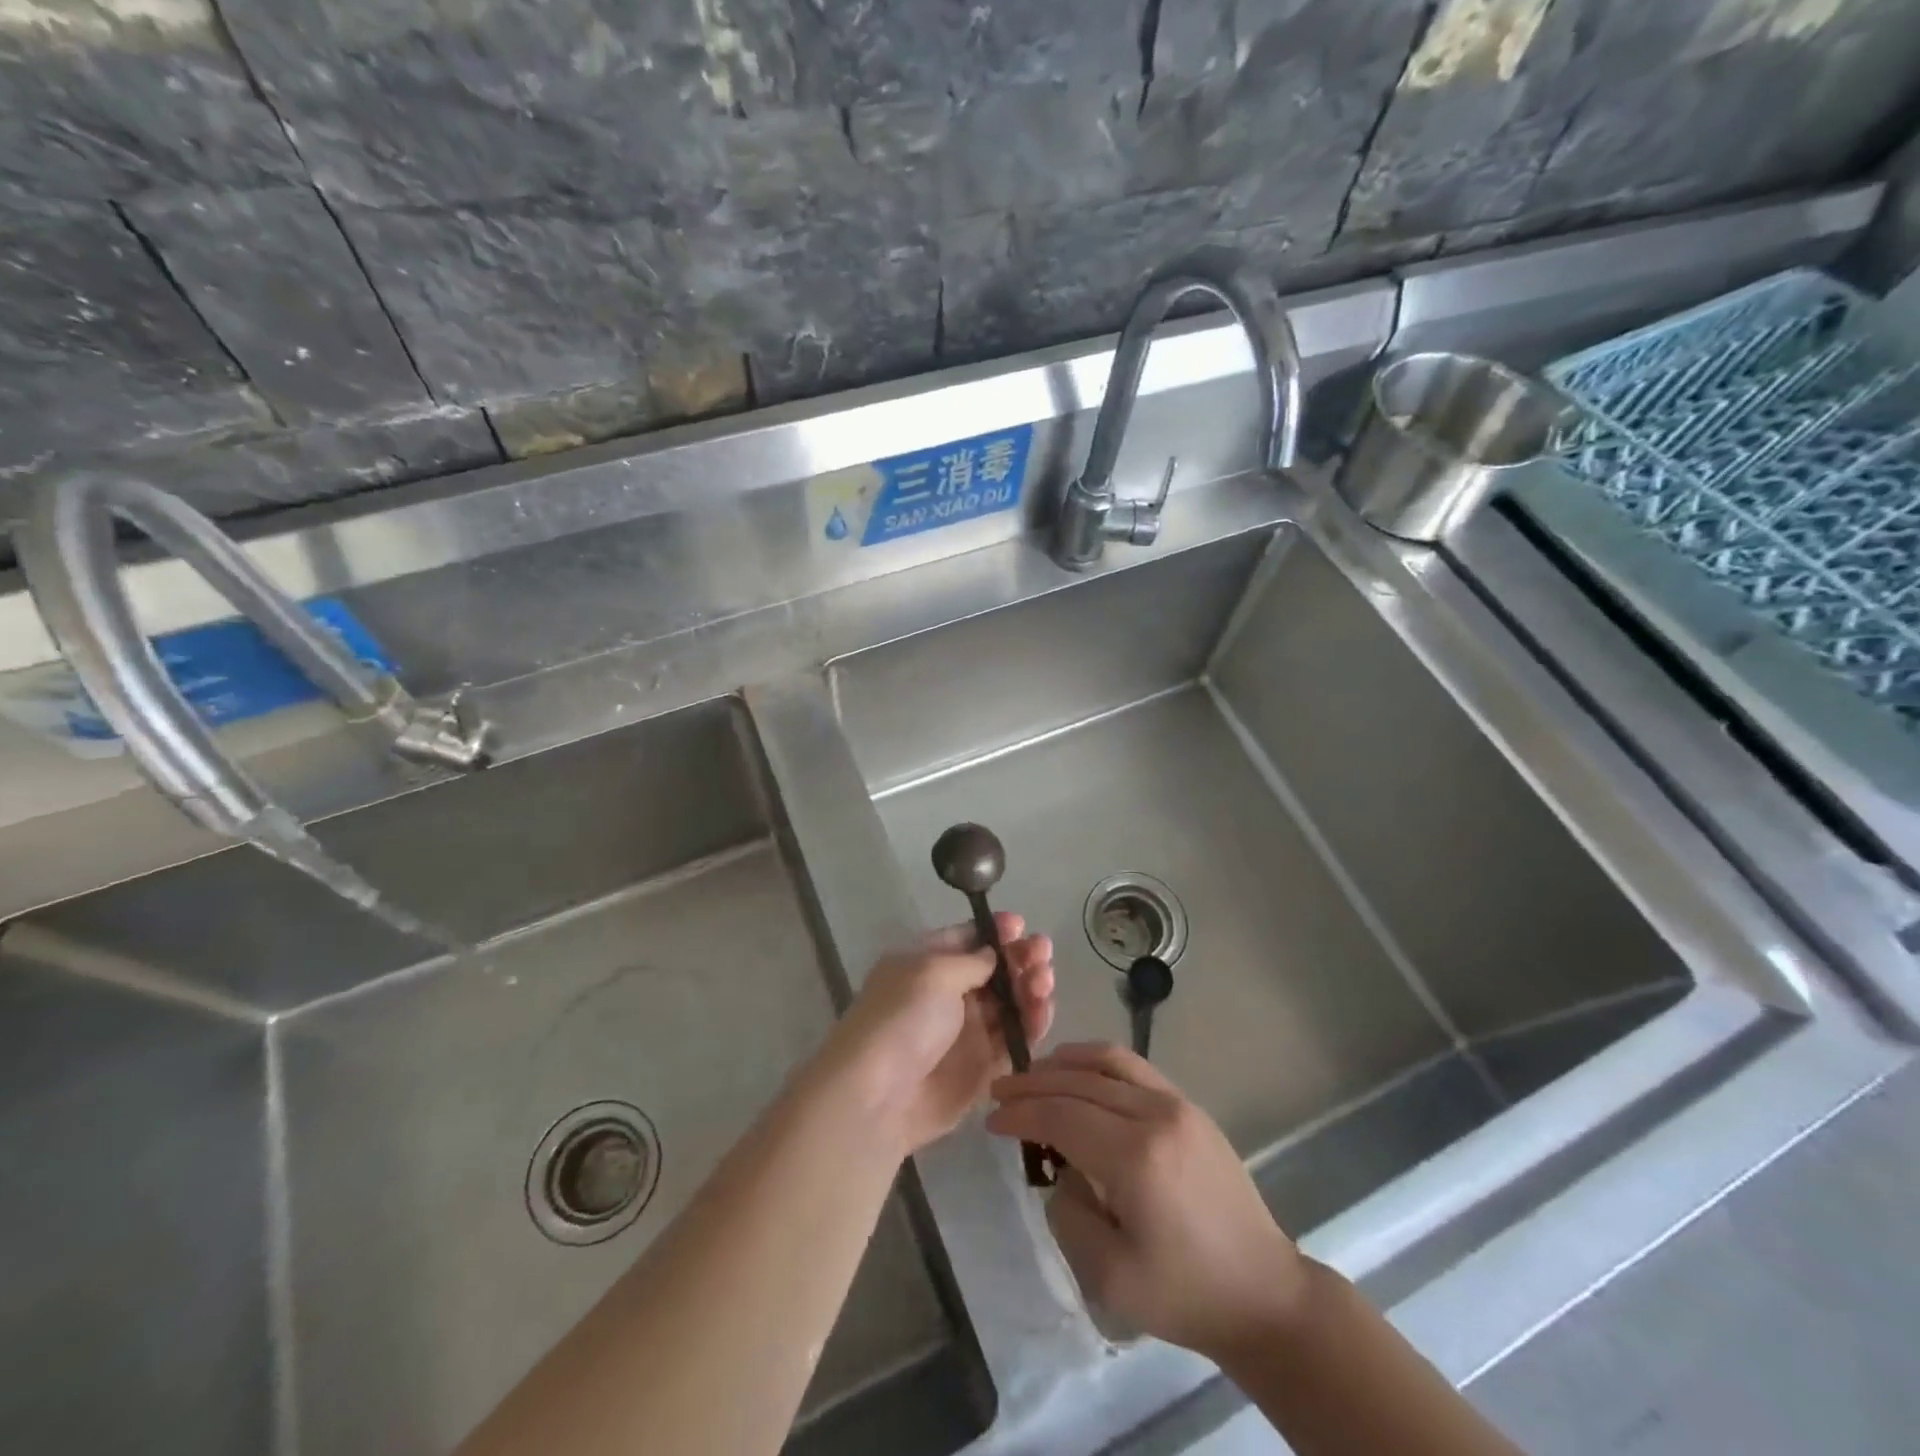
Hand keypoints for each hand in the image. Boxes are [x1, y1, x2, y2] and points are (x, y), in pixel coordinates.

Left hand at [819, 915, 1053, 1156]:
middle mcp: (949, 993)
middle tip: (1042, 953)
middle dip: (1021, 958)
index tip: (1020, 925)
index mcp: (928, 962)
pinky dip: (1033, 1024)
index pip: (968, 938)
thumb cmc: (902, 1019)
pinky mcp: (983, 1067)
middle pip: (996, 970)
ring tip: (1044, 983)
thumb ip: (972, 960)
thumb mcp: (933, 973)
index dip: (996, 931)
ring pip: (1011, 1003)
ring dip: (1032, 987)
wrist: (878, 1097)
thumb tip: (995, 954)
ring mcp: (968, 1031)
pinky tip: (1043, 1011)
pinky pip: (1016, 1039)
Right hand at [987, 1042, 1307, 1360]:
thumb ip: (1069, 1212)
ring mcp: (1177, 1104)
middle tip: (1000, 1092)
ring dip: (1064, 1062)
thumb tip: (1062, 1170)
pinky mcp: (1189, 1106)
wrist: (1262, 1292)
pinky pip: (1133, 1067)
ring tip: (1033, 1074)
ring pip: (1107, 1061)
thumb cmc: (1184, 1293)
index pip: (1061, 1116)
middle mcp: (1155, 1115)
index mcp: (1136, 1157)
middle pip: (1079, 1082)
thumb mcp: (1108, 1274)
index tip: (992, 1120)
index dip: (1021, 1113)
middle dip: (1033, 1083)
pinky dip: (1097, 1061)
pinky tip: (1078, 1072)